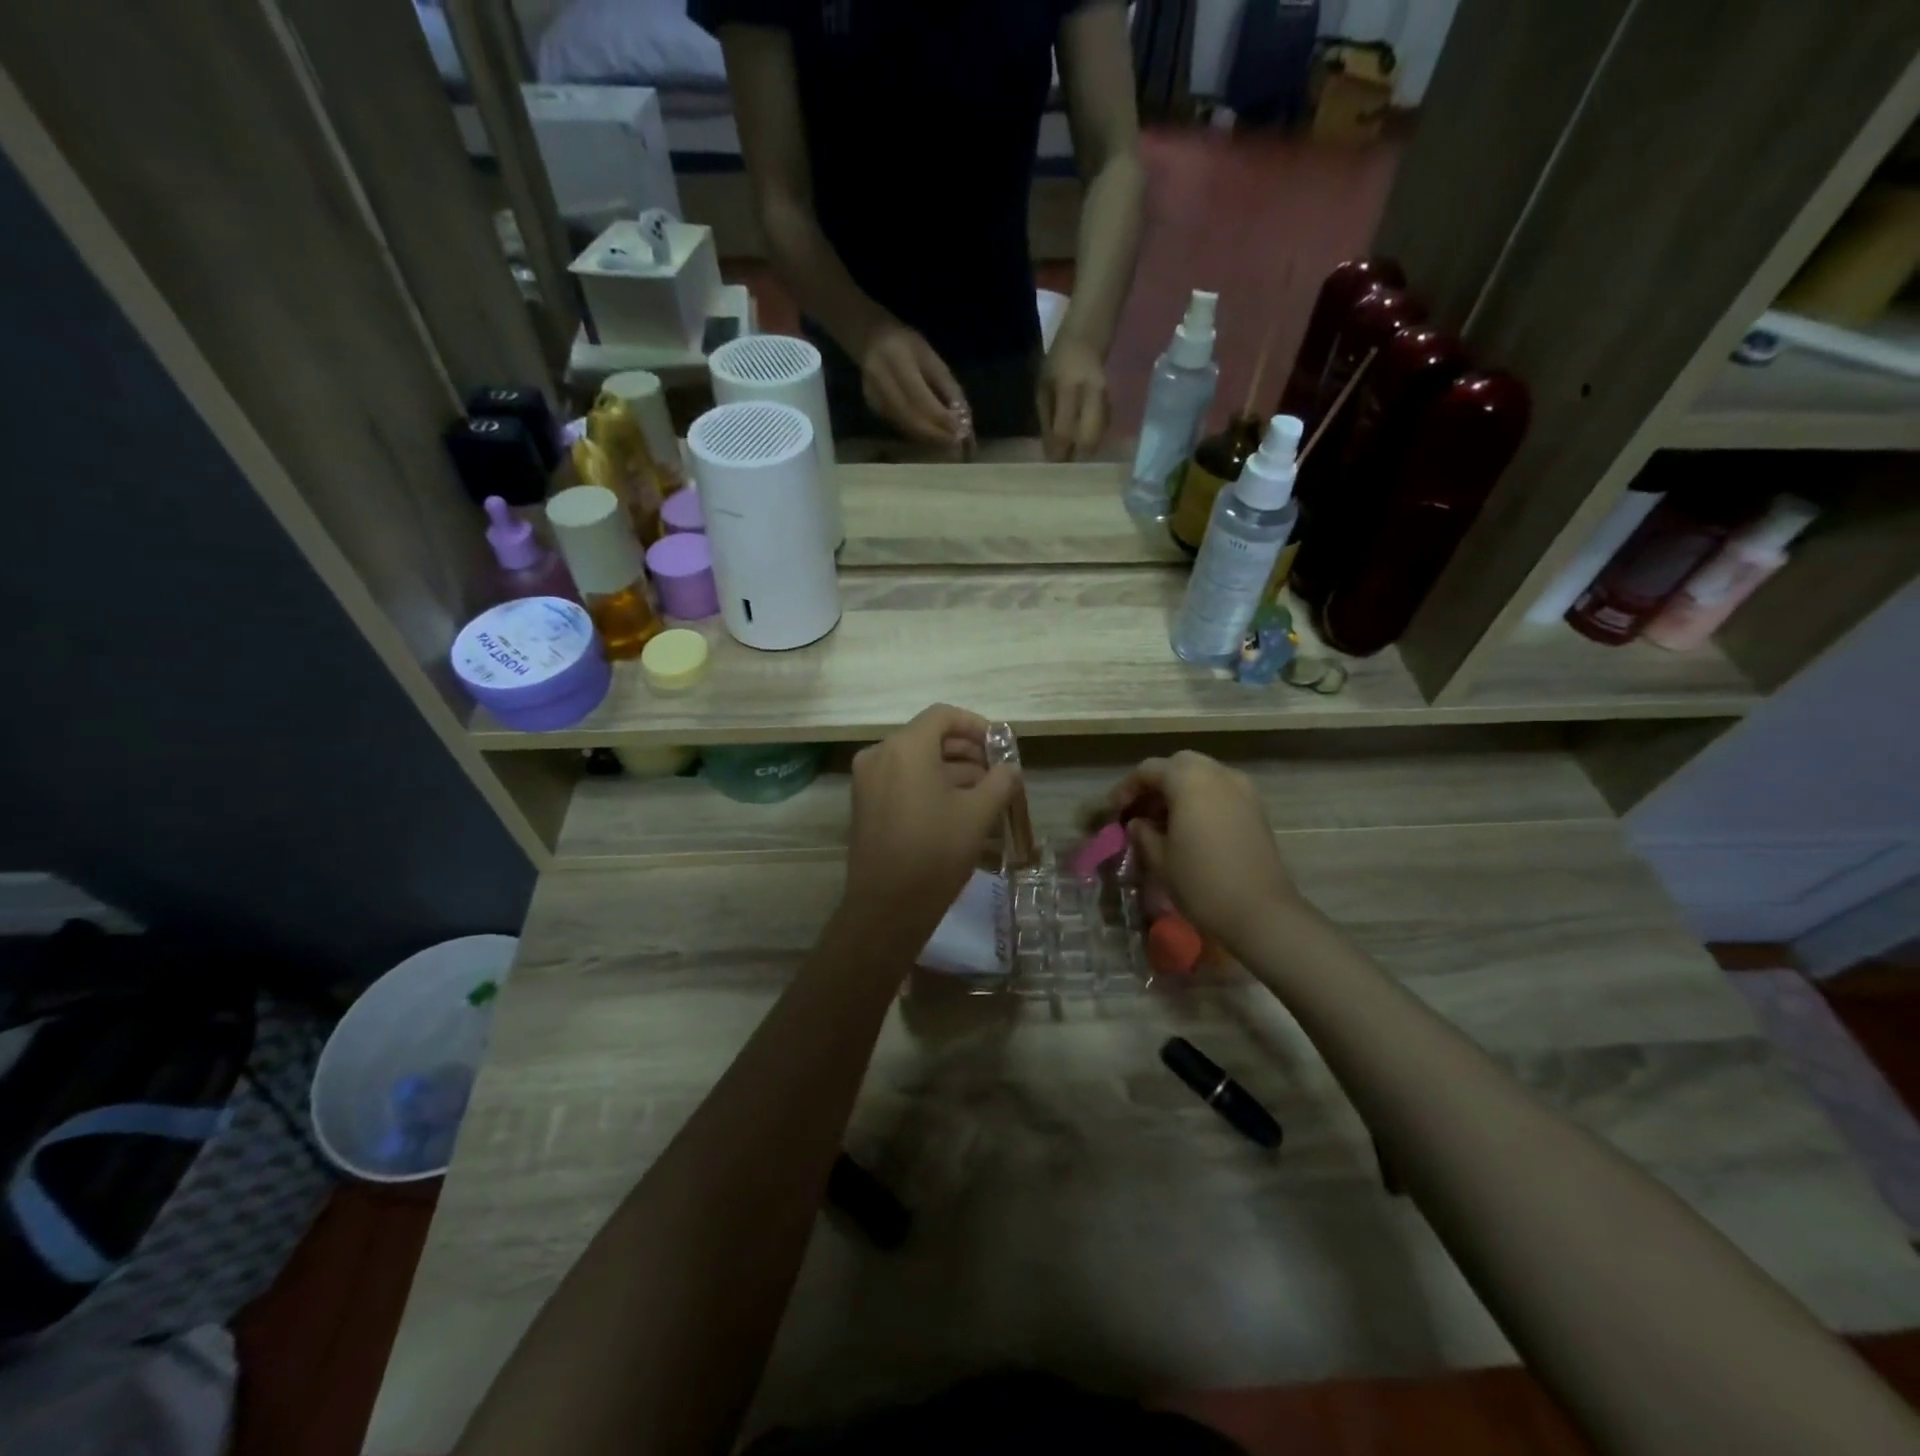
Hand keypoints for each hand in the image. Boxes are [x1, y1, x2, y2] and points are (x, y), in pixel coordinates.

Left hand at [843, 705, 1019, 942]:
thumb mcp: (979, 814)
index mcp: (905, 748)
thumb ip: (1001, 781)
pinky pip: (902, 780)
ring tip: (984, 796)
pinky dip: (929, 786)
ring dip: (951, 771)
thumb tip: (1009, 769)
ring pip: (916, 761)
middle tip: (997, 774)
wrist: (887, 907)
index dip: (976, 725)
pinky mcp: (865, 804)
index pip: (944, 716)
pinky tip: (957, 810)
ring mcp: (867, 780)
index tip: (1000, 747)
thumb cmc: (936, 852)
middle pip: (929, 737)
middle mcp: (880, 755)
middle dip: (967, 752)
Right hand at [860, 321, 966, 443]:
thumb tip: (963, 419)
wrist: (871, 341)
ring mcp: (874, 398)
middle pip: (912, 418)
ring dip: (930, 438)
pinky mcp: (874, 409)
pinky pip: (901, 426)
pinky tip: (934, 437)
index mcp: (896, 361)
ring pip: (906, 427)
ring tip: (949, 444)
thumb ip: (947, 387)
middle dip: (937, 434)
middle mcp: (880, 381)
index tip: (961, 432)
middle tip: (958, 445)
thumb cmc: (907, 345)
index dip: (941, 419)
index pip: (921, 399)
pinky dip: (920, 434)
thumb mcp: (931, 358)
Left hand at [1036, 336, 1109, 460]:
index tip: (1051, 463)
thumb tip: (1050, 452)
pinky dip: (1094, 439)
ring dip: (1085, 450)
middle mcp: (1093, 393)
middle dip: (1076, 456)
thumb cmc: (1058, 361)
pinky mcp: (1114, 401)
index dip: (1058, 451)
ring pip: (1099, 436)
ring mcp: (1107, 397)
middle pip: (1088, 439)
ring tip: (1073, 453)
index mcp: (1069, 387)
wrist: (1088, 335)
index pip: (1064, 430)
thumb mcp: (1044, 386)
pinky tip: (1084, 440)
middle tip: (1065, 463)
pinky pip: (1104, 429)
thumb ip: (1047, 419)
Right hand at [1108, 751, 1300, 952]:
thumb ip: (1143, 833)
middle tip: (1139, 810)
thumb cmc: (1201, 882)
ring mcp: (1243, 790)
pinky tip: (1190, 827)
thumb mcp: (1159, 858)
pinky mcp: (1256, 809)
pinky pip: (1221, 791)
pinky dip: (1201, 799)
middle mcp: (1218, 774)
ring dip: (1180, 790)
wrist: (1261, 913)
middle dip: (1156, 783)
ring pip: (1203, 776)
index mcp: (1189, 780)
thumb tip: (1138, 823)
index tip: (1114, 811)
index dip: (1127, 788)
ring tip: (1163, 820)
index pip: (1149, 770)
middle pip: (1179, 765)